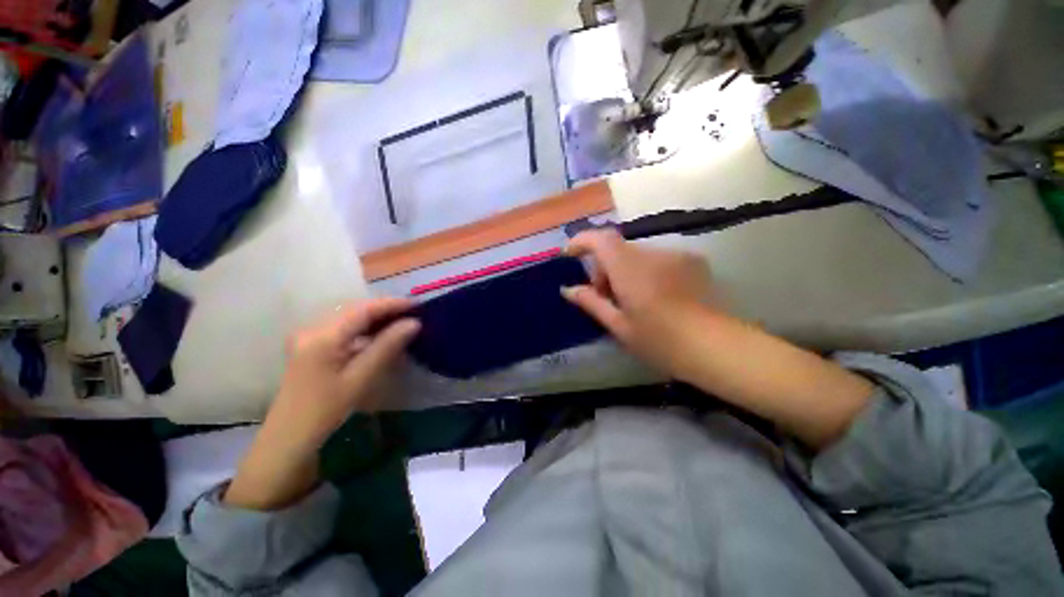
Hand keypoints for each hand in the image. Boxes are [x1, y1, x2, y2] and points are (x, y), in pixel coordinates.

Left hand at [270, 298, 419, 447]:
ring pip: (350, 317)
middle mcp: (313, 328)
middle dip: (385, 309)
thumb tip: (414, 323)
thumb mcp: (361, 378)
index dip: (392, 304)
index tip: (417, 304)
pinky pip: (343, 327)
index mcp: (323, 336)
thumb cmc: (325, 409)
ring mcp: (309, 335)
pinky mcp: (310, 344)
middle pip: (355, 309)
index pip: (363, 309)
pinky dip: (364, 328)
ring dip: (376, 317)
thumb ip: (387, 346)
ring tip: (401, 321)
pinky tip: (379, 335)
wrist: (289, 436)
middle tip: (413, 314)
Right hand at [562, 230, 716, 376]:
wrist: (714, 347)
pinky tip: (656, 296)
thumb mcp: (618, 325)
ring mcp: (675, 255)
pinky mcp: (692, 261)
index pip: (600, 239)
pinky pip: (658, 260)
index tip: (570, 254)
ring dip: (626, 271)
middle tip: (606, 295)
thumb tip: (568, 289)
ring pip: (637, 256)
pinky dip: (646, 271)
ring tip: (632, 299)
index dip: (581, 241)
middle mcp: (652, 253)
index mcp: (629, 268)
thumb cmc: (659, 340)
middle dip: (605, 268)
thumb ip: (591, 302)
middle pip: (617, 249)